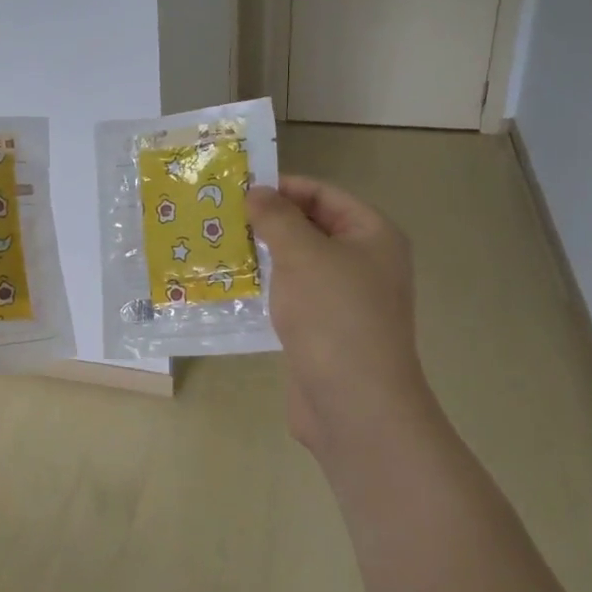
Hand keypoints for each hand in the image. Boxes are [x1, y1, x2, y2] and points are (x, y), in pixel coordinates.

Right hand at [247, 176, 430, 454]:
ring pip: (299, 264)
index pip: (325, 195)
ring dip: (264, 255)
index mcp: (373, 236)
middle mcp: (365, 263)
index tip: (239, 189)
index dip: (284, 187)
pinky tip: (234, 286)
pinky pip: (293, 296)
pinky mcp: (325, 330)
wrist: (354, 404)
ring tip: (219, 246)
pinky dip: (268, 288)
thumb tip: (257, 192)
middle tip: (221, 217)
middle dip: (269, 221)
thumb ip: (277, 217)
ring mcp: (346, 300)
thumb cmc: (334, 316)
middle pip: (312, 228)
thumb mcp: (302, 254)